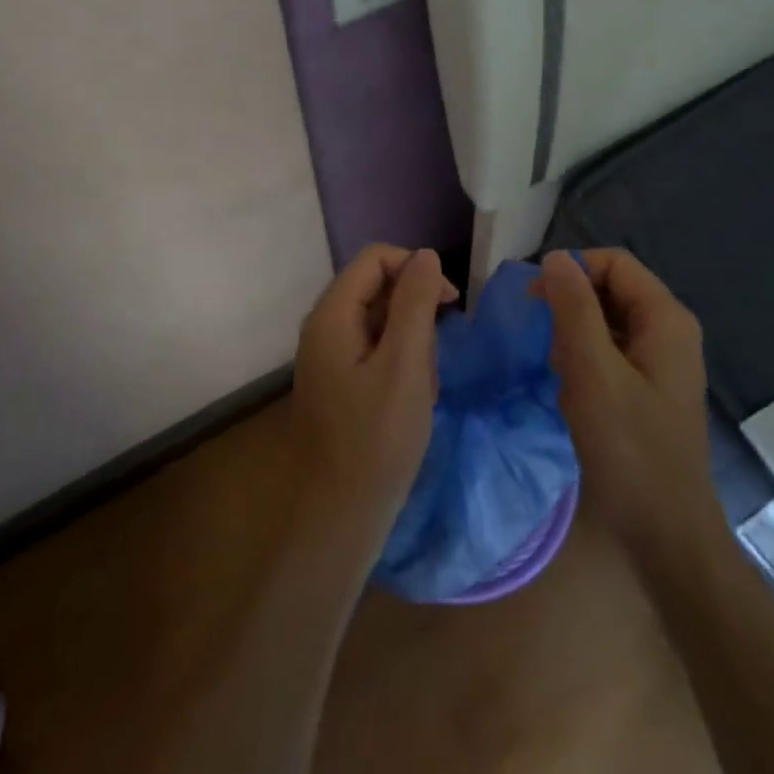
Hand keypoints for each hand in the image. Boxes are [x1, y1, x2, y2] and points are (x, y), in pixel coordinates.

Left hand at [291, 245, 457, 547]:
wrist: (340, 518)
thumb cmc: (377, 439)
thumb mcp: (406, 364)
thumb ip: (415, 303)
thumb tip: (426, 255)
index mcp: (332, 315)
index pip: (375, 259)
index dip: (415, 268)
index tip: (450, 302)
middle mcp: (324, 327)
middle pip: (376, 287)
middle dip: (415, 310)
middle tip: (437, 353)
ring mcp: (329, 356)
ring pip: (380, 320)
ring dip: (412, 341)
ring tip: (425, 385)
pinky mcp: (339, 381)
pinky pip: (375, 350)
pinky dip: (401, 364)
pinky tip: (414, 398)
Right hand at [540, 248, 716, 560]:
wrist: (666, 535)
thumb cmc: (628, 449)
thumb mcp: (592, 372)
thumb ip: (574, 309)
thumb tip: (556, 258)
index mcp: (665, 318)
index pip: (614, 262)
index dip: (572, 271)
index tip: (534, 300)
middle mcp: (670, 331)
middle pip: (613, 288)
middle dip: (572, 304)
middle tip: (540, 336)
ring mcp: (662, 362)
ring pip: (609, 321)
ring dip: (576, 333)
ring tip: (555, 366)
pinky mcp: (651, 389)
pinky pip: (613, 352)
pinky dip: (587, 358)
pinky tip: (569, 387)